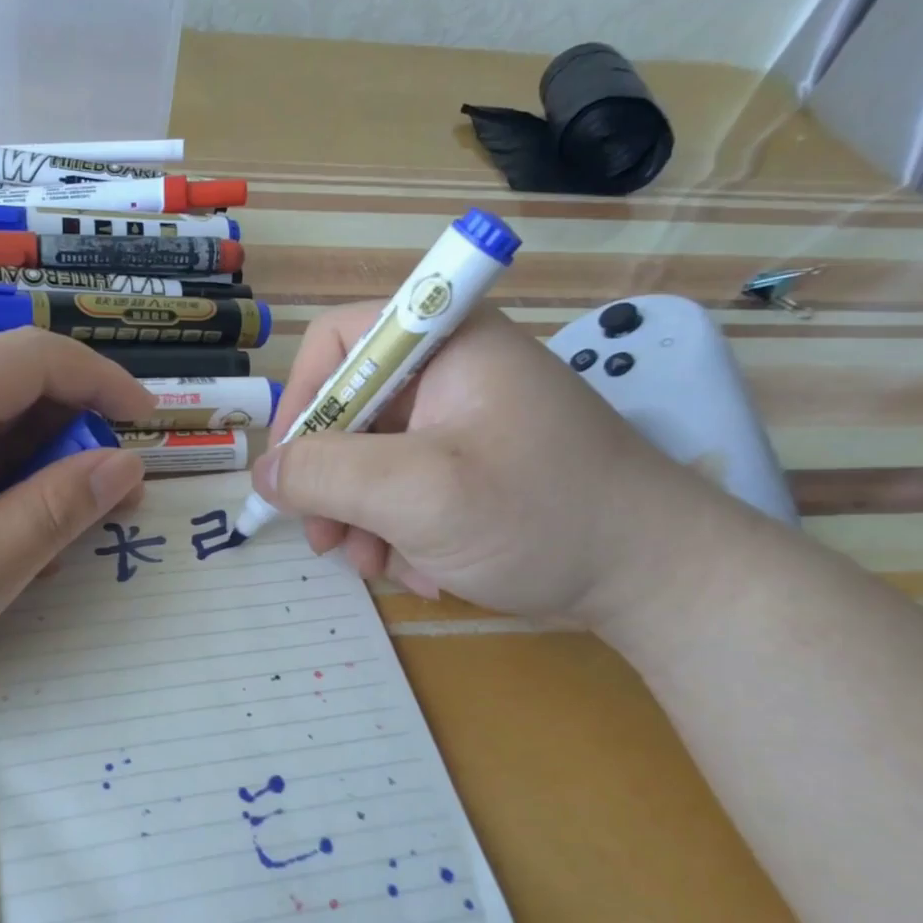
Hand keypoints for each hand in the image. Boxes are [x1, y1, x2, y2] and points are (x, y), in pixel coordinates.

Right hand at [250, 302, 733, 626]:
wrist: (658, 580)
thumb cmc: (539, 515)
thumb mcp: (418, 492)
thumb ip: (326, 474)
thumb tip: (264, 473)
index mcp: (445, 343)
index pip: (337, 341)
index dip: (301, 400)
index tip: (290, 467)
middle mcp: (450, 373)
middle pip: (350, 410)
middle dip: (331, 482)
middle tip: (324, 540)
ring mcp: (464, 424)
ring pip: (372, 459)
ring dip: (361, 518)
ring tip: (375, 567)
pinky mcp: (475, 469)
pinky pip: (406, 489)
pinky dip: (399, 531)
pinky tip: (423, 571)